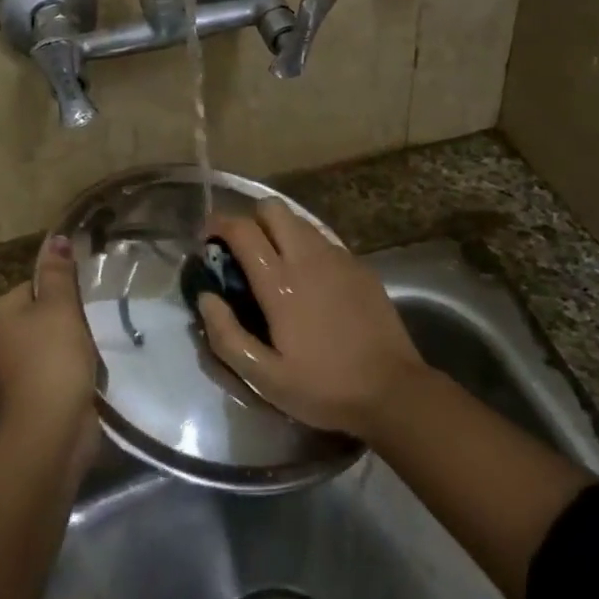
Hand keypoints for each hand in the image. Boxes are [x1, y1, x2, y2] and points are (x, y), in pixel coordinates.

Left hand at [0, 236, 99, 459]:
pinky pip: (54, 369)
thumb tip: (56, 238)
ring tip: (92, 350)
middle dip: (68, 320)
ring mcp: (12, 370)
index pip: (33, 285)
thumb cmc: (52, 358)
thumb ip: (59, 272)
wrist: (51, 429)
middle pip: (41, 314)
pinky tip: (87, 374)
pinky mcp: (30, 395)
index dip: (61, 291)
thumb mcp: (60, 306)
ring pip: (50, 342)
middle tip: (90, 325)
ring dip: (72, 346)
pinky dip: (70, 370)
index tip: (82, 301)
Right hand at [199, 200, 425, 439]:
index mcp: (280, 282)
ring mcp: (338, 258)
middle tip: (242, 251)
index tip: (206, 238)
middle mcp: (308, 257)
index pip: (242, 229)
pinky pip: (323, 240)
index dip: (218, 224)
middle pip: (272, 208)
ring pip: (299, 221)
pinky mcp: (359, 266)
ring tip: (274, 264)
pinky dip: (305, 247)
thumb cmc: (324, 387)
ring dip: (278, 231)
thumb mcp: (265, 378)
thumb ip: (227, 336)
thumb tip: (206, 297)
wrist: (393, 390)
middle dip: (250, 220)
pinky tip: (309, 281)